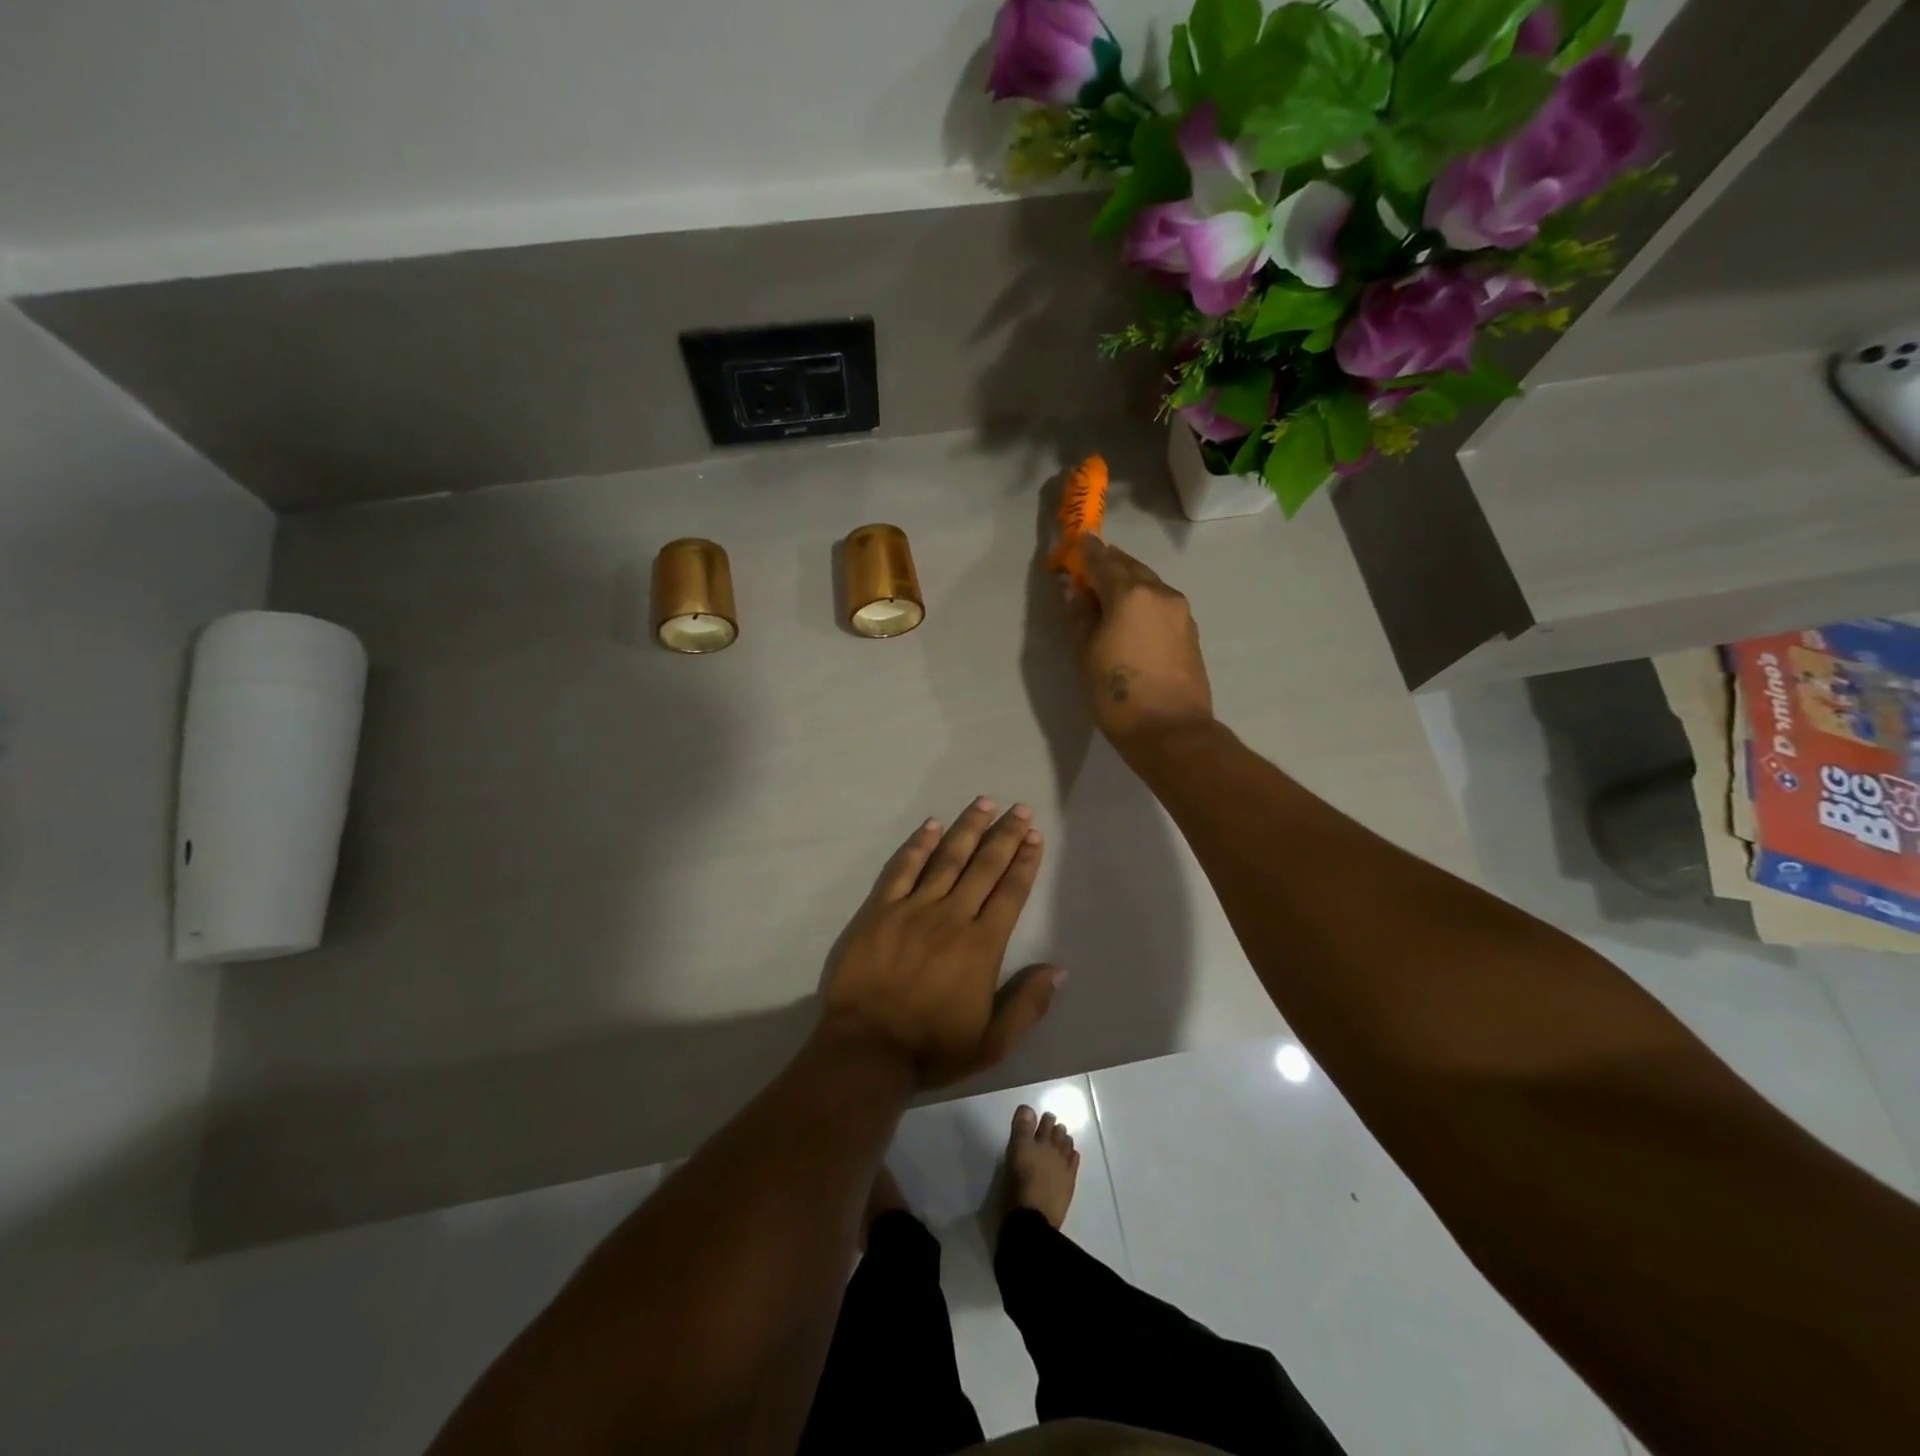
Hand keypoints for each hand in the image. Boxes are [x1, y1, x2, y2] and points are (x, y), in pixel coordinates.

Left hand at [821, 798, 1062, 1087]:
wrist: (866, 1050)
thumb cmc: (932, 1048)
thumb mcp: (992, 1043)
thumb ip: (1027, 1004)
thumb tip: (1059, 969)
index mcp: (981, 946)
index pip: (1010, 893)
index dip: (1025, 862)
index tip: (1034, 836)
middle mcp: (952, 917)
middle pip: (983, 867)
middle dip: (1004, 835)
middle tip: (1019, 809)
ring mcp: (913, 909)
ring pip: (946, 859)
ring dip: (967, 829)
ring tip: (984, 803)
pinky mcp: (880, 910)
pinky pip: (902, 869)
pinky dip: (918, 845)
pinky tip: (932, 826)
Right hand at [1068, 535, 1213, 751]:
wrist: (1170, 730)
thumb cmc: (1118, 694)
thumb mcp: (1085, 654)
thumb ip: (1080, 616)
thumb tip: (1080, 593)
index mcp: (1130, 594)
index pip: (1103, 561)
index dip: (1086, 551)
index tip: (1076, 543)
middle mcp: (1160, 593)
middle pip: (1130, 567)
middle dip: (1109, 564)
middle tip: (1089, 569)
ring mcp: (1180, 612)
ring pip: (1149, 584)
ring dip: (1128, 583)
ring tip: (1108, 596)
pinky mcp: (1190, 632)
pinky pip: (1161, 604)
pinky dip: (1144, 602)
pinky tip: (1131, 619)